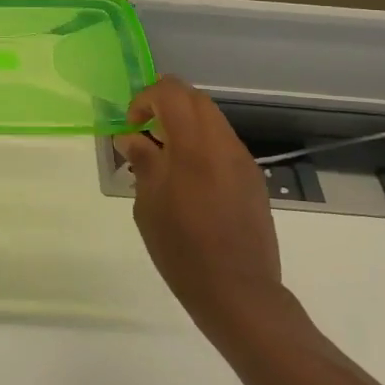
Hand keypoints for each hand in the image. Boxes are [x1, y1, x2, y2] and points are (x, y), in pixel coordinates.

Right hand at [115, 77, 283, 333]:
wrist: (238, 292)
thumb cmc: (182, 250)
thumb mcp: (148, 205)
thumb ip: (143, 162)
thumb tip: (132, 138)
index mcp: (194, 147)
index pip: (171, 92)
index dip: (145, 99)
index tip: (131, 127)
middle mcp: (223, 144)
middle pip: (195, 99)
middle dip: (165, 105)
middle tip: (145, 133)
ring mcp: (243, 161)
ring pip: (212, 120)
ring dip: (185, 125)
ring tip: (164, 158)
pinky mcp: (253, 179)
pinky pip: (224, 144)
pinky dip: (201, 145)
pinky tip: (189, 180)